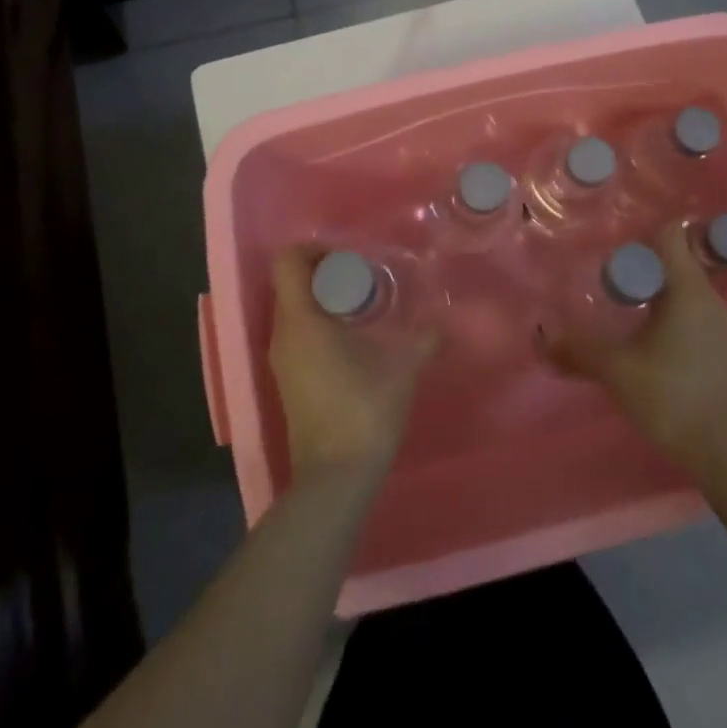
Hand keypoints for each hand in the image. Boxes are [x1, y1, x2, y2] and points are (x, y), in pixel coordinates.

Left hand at [268, 246, 439, 486]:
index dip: (314, 248)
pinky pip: (297, 333)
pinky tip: (354, 337)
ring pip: (293, 309)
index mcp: (301, 321)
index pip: (287, 262)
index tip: (348, 257)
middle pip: (290, 283)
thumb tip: (444, 323)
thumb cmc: (363, 411)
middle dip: (324, 272)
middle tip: (363, 277)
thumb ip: (424, 339)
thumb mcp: (402, 368)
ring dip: (322, 299)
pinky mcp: (288, 380)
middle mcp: (282, 335)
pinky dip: (320, 322)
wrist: (335, 478)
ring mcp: (282, 360)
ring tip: (363, 305)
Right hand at [540, 224, 726, 471]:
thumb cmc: (670, 398)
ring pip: (683, 285)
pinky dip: (667, 308)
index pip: (670, 235)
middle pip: (675, 258)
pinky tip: (644, 332)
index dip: (640, 235)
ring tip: (622, 305)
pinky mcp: (720, 343)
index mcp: (690, 291)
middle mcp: (710, 297)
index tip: (614, 251)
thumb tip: (544, 336)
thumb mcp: (616, 369)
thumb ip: (580, 348)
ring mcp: (719, 321)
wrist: (722, 451)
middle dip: (641, 264)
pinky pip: (690, 307)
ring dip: (653, 288)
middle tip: (608, 280)